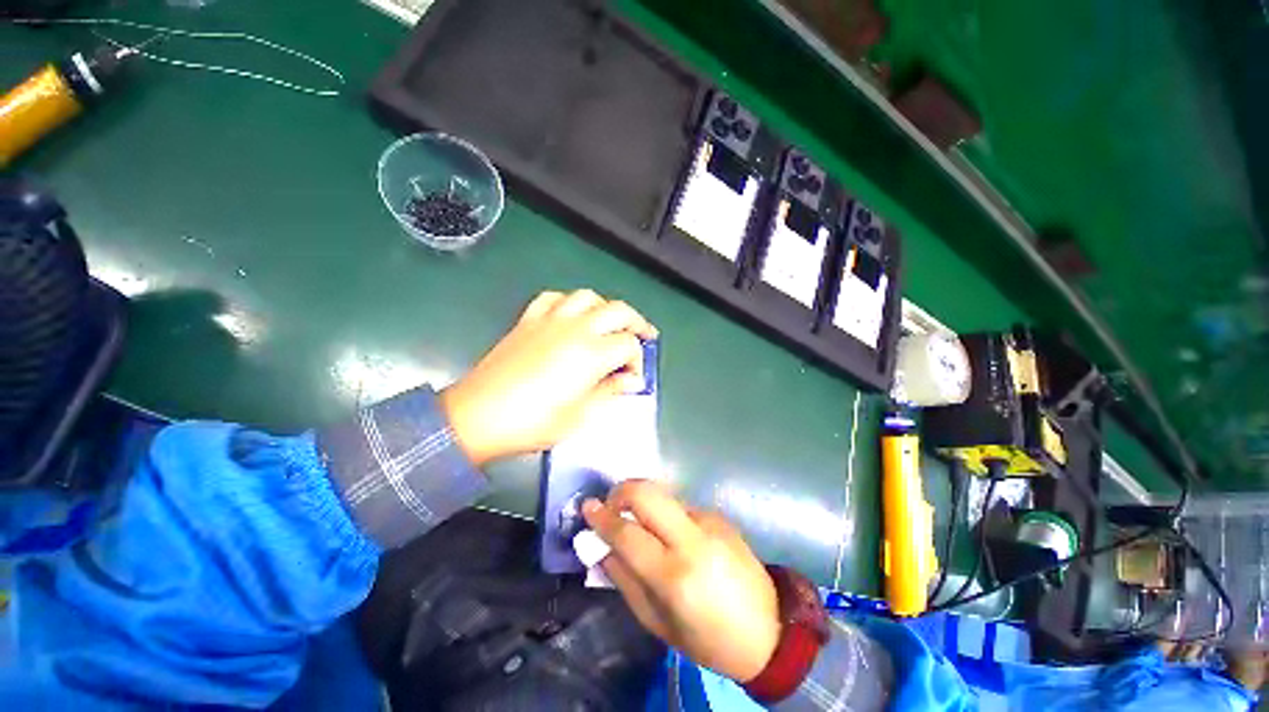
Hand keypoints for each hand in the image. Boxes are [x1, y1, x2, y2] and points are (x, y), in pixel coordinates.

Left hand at [439, 289, 656, 465]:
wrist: (477, 417)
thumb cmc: (532, 423)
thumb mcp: (580, 416)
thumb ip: (610, 392)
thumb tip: (631, 382)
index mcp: (591, 354)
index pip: (629, 345)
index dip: (638, 361)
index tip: (633, 378)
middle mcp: (575, 328)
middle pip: (618, 311)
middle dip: (636, 322)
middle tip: (643, 336)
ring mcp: (550, 320)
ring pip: (588, 296)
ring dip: (605, 307)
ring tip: (609, 323)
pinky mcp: (529, 320)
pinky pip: (554, 298)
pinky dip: (568, 302)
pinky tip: (571, 315)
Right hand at [582, 480, 780, 682]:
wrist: (769, 629)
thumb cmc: (708, 639)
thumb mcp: (658, 623)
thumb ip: (624, 581)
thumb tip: (601, 548)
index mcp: (674, 575)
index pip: (628, 533)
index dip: (602, 518)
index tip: (587, 507)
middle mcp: (692, 539)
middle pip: (647, 493)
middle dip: (622, 491)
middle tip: (611, 505)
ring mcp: (709, 522)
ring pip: (664, 495)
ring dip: (644, 502)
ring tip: (639, 522)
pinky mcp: (719, 516)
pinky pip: (682, 506)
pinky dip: (666, 513)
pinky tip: (671, 534)